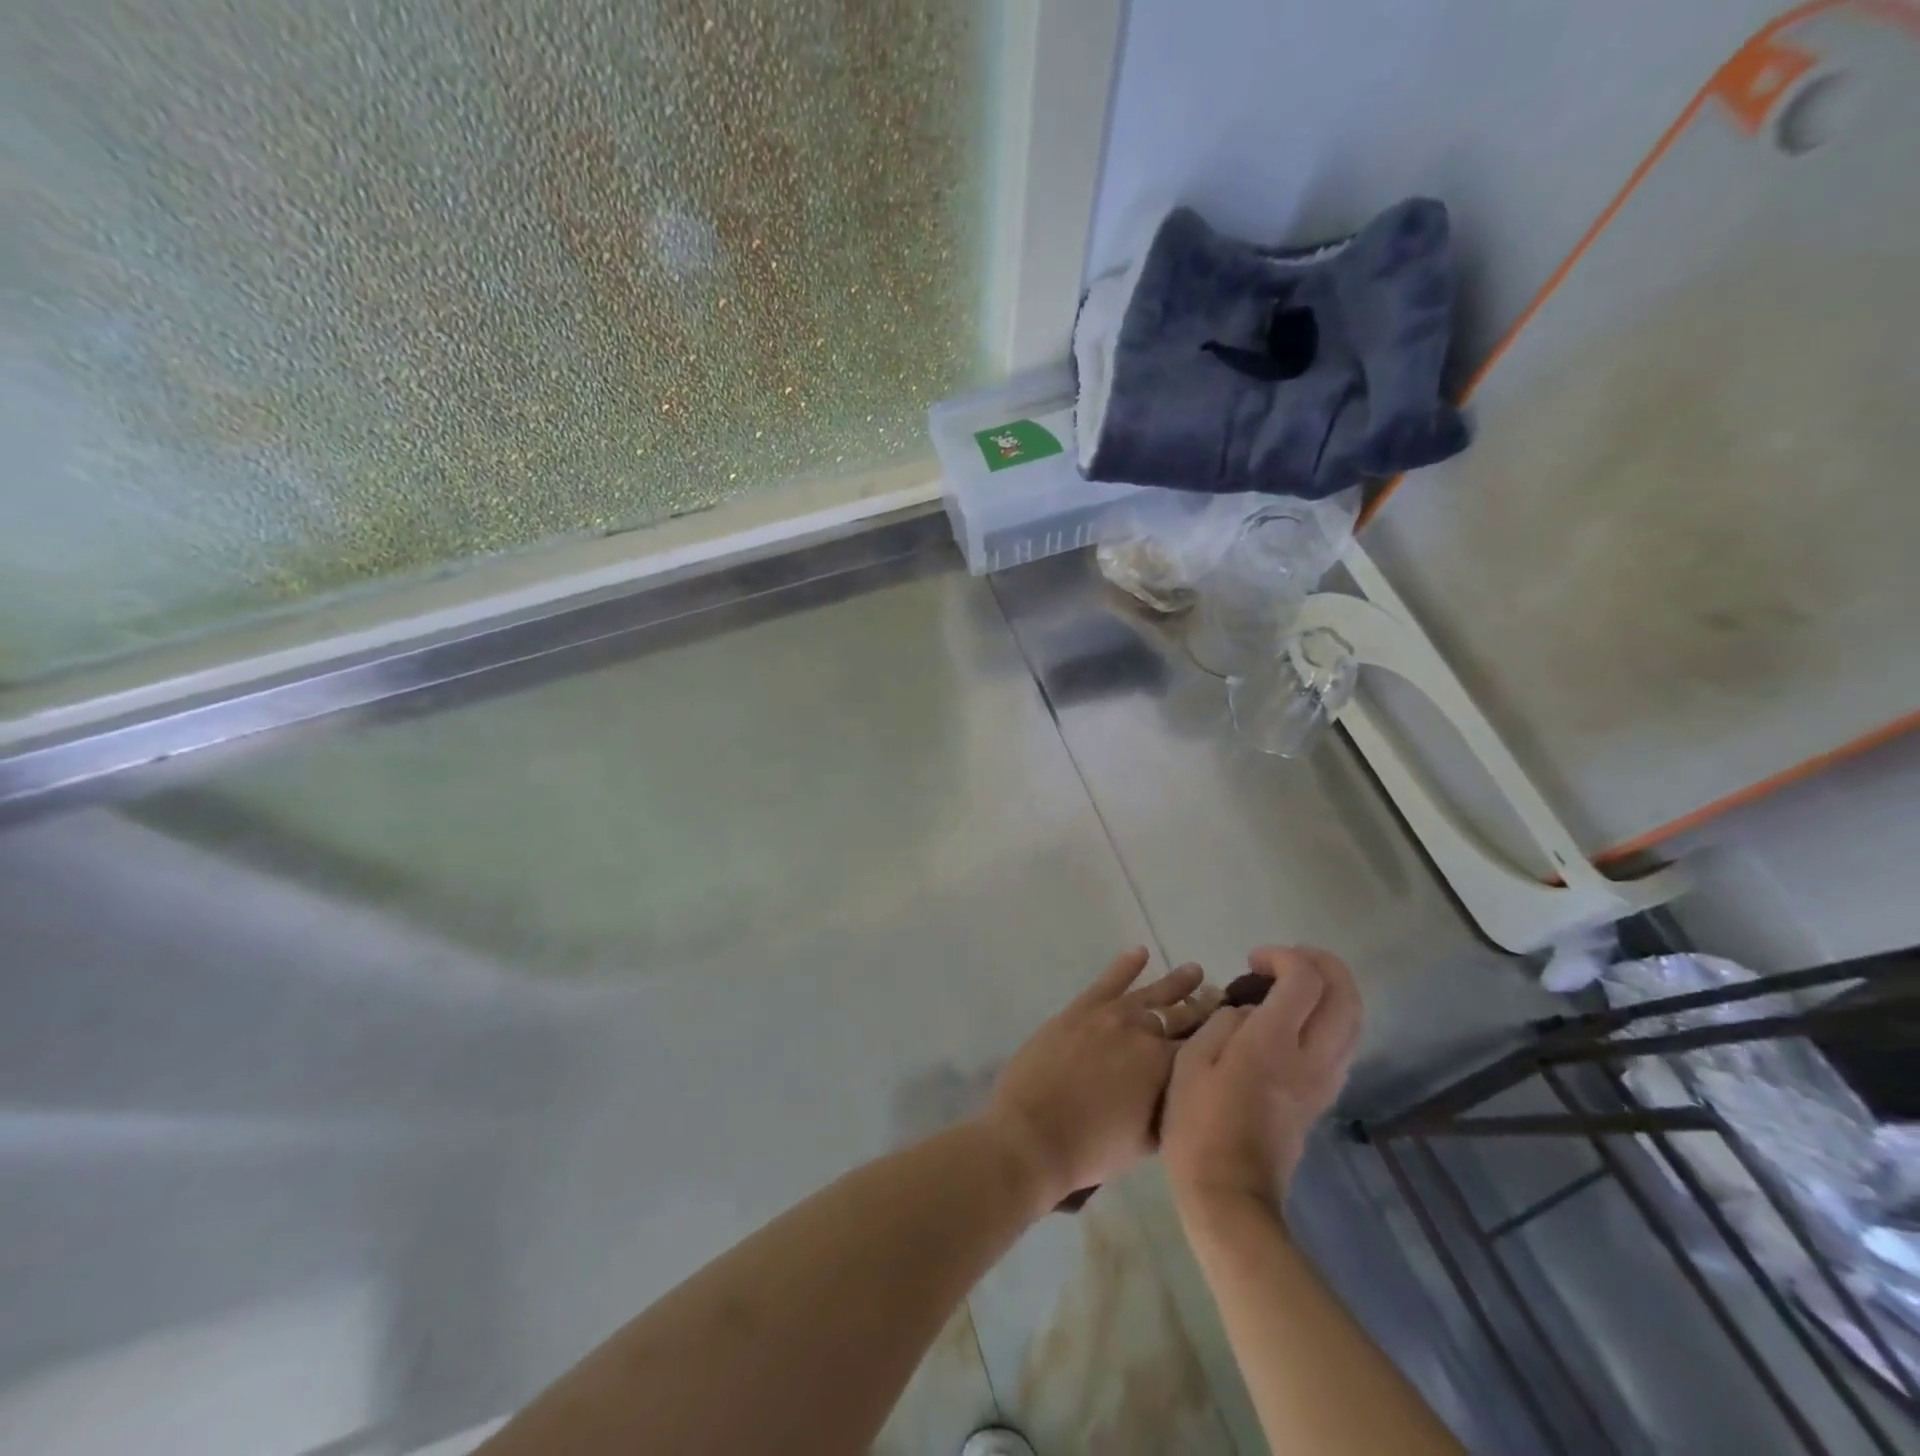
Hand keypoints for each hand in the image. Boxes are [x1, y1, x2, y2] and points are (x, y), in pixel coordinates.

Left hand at [984, 948, 1218, 1211]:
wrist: (1034, 1132)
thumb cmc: (1092, 1149)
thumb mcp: (1146, 1141)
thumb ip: (1169, 1111)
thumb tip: (1185, 1093)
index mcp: (1167, 1069)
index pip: (1204, 1046)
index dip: (1221, 1036)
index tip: (1238, 1026)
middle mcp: (1146, 1034)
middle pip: (1183, 1015)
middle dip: (1204, 1007)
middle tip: (1222, 998)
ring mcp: (1112, 1016)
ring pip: (1152, 994)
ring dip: (1176, 982)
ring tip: (1195, 971)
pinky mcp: (1082, 1008)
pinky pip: (1110, 979)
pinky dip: (1126, 964)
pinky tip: (1140, 952)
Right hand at [1162, 946, 1362, 1217]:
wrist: (1229, 1194)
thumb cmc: (1197, 1124)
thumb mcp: (1190, 1061)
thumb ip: (1221, 1023)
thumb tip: (1245, 1013)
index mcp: (1274, 1043)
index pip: (1306, 979)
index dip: (1283, 956)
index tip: (1253, 960)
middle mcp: (1312, 1057)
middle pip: (1346, 994)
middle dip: (1321, 963)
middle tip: (1284, 960)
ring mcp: (1324, 1081)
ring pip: (1353, 1020)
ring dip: (1331, 990)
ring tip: (1291, 985)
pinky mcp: (1323, 1098)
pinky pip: (1343, 1044)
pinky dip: (1329, 1017)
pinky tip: (1295, 1021)